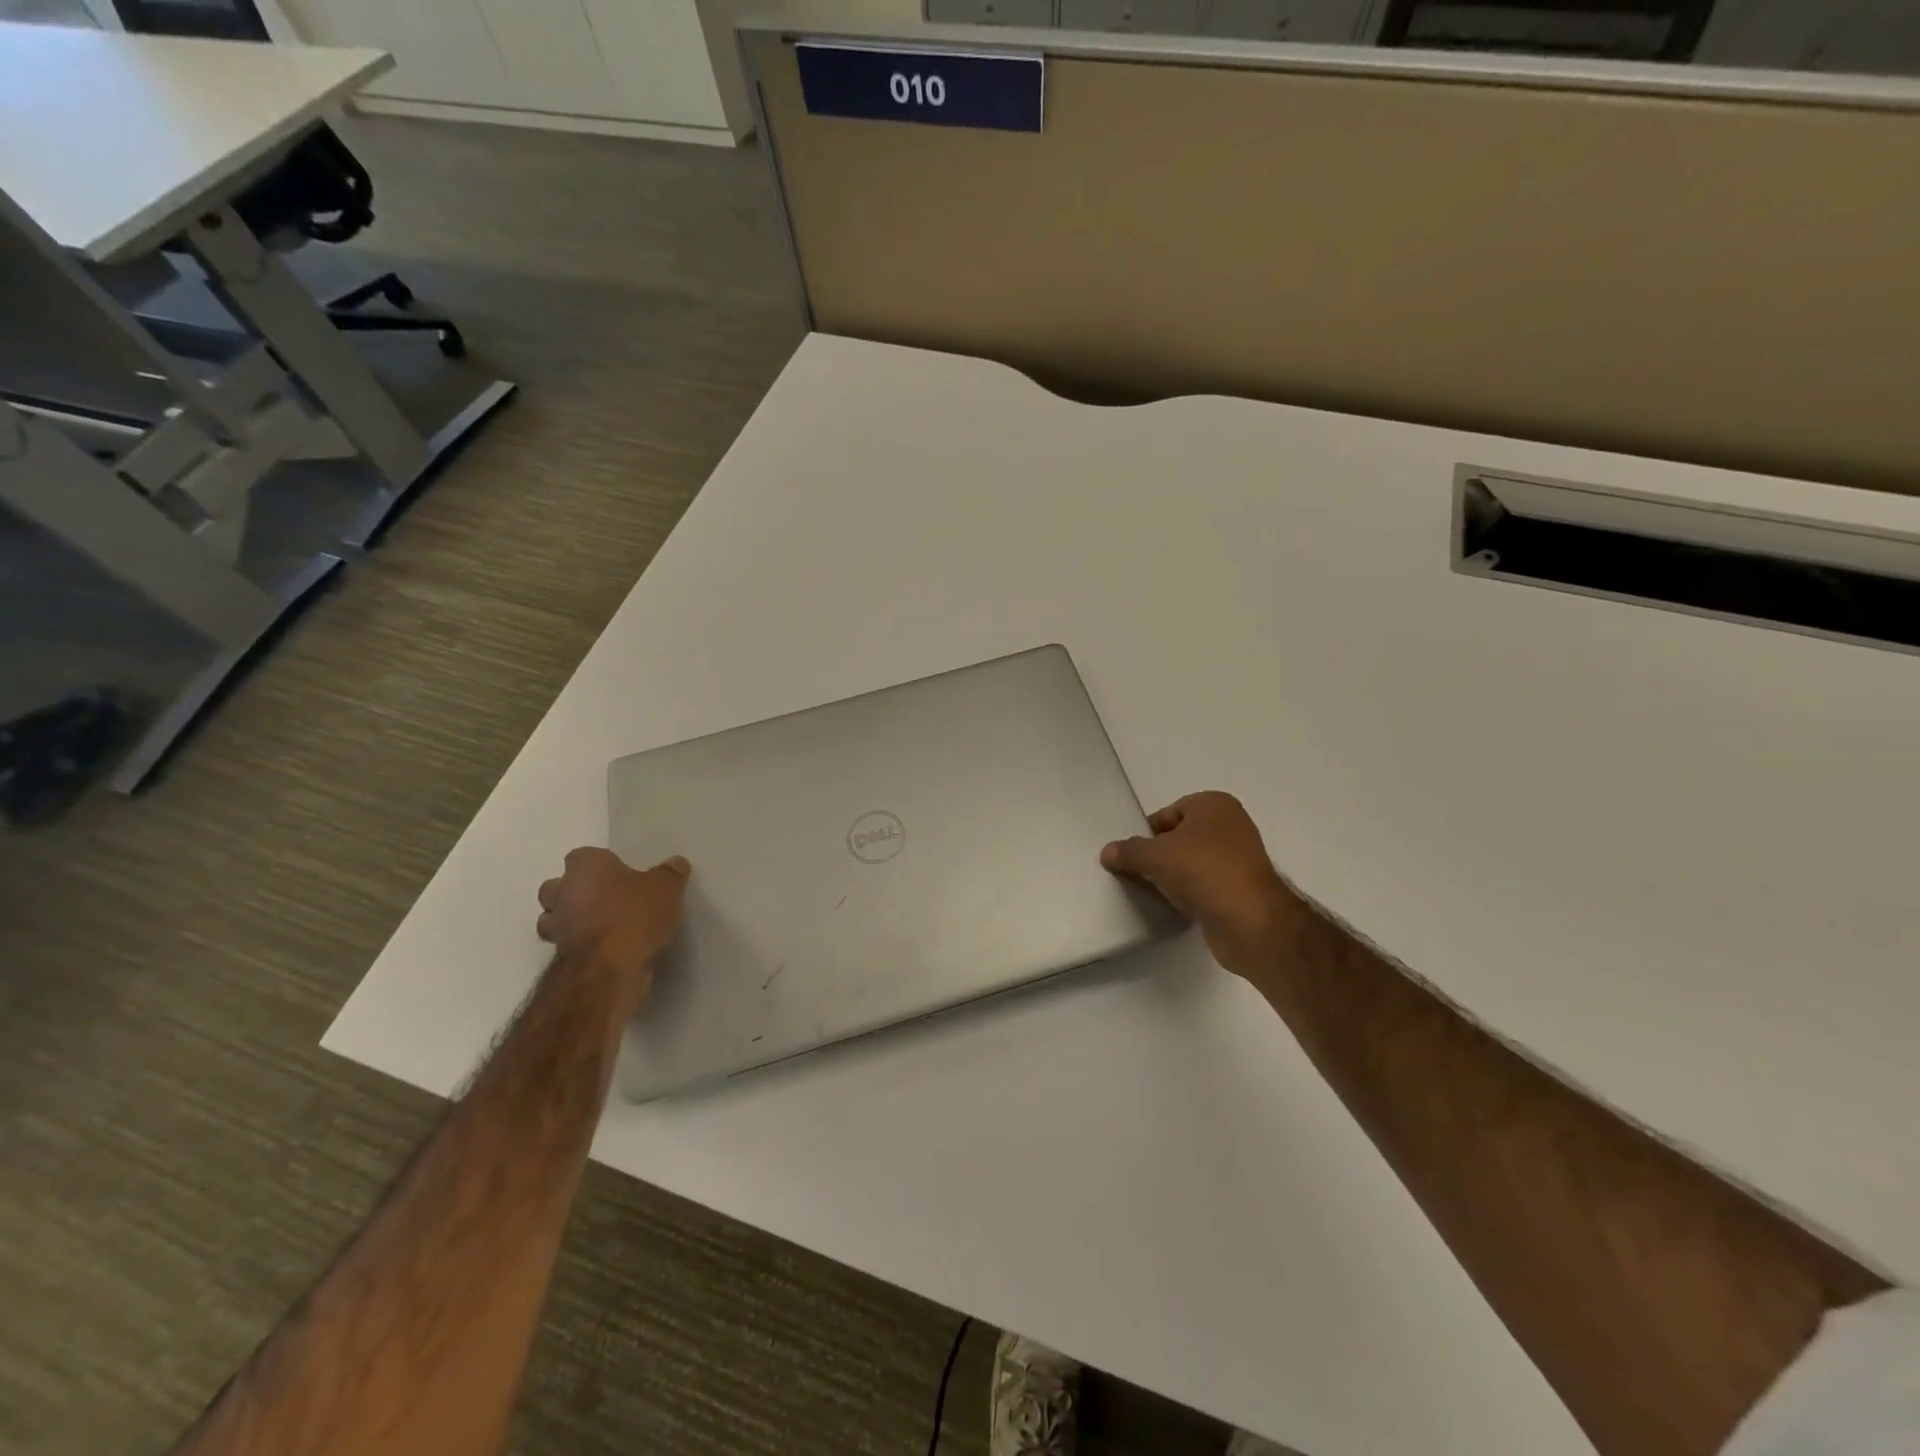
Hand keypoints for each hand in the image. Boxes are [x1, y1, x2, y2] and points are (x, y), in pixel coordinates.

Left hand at [537, 848, 690, 1009]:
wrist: (609, 969)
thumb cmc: (634, 915)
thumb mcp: (666, 888)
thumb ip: (670, 874)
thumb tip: (676, 864)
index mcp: (586, 867)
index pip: (580, 855)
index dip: (599, 863)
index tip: (619, 873)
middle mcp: (563, 893)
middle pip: (556, 886)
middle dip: (575, 891)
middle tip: (607, 898)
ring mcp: (557, 928)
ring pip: (554, 918)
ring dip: (571, 921)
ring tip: (604, 926)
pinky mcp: (560, 958)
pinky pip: (568, 945)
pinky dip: (581, 946)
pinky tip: (606, 949)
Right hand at [1101, 792, 1304, 980]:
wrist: (1250, 921)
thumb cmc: (1203, 871)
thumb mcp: (1155, 855)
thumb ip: (1129, 851)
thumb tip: (1108, 851)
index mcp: (1214, 805)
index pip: (1168, 813)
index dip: (1147, 832)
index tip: (1130, 854)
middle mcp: (1231, 825)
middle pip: (1180, 837)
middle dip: (1159, 854)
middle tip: (1137, 872)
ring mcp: (1240, 858)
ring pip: (1193, 862)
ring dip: (1174, 875)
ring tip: (1153, 890)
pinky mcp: (1241, 889)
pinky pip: (1206, 885)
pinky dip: (1190, 893)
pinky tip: (1175, 905)